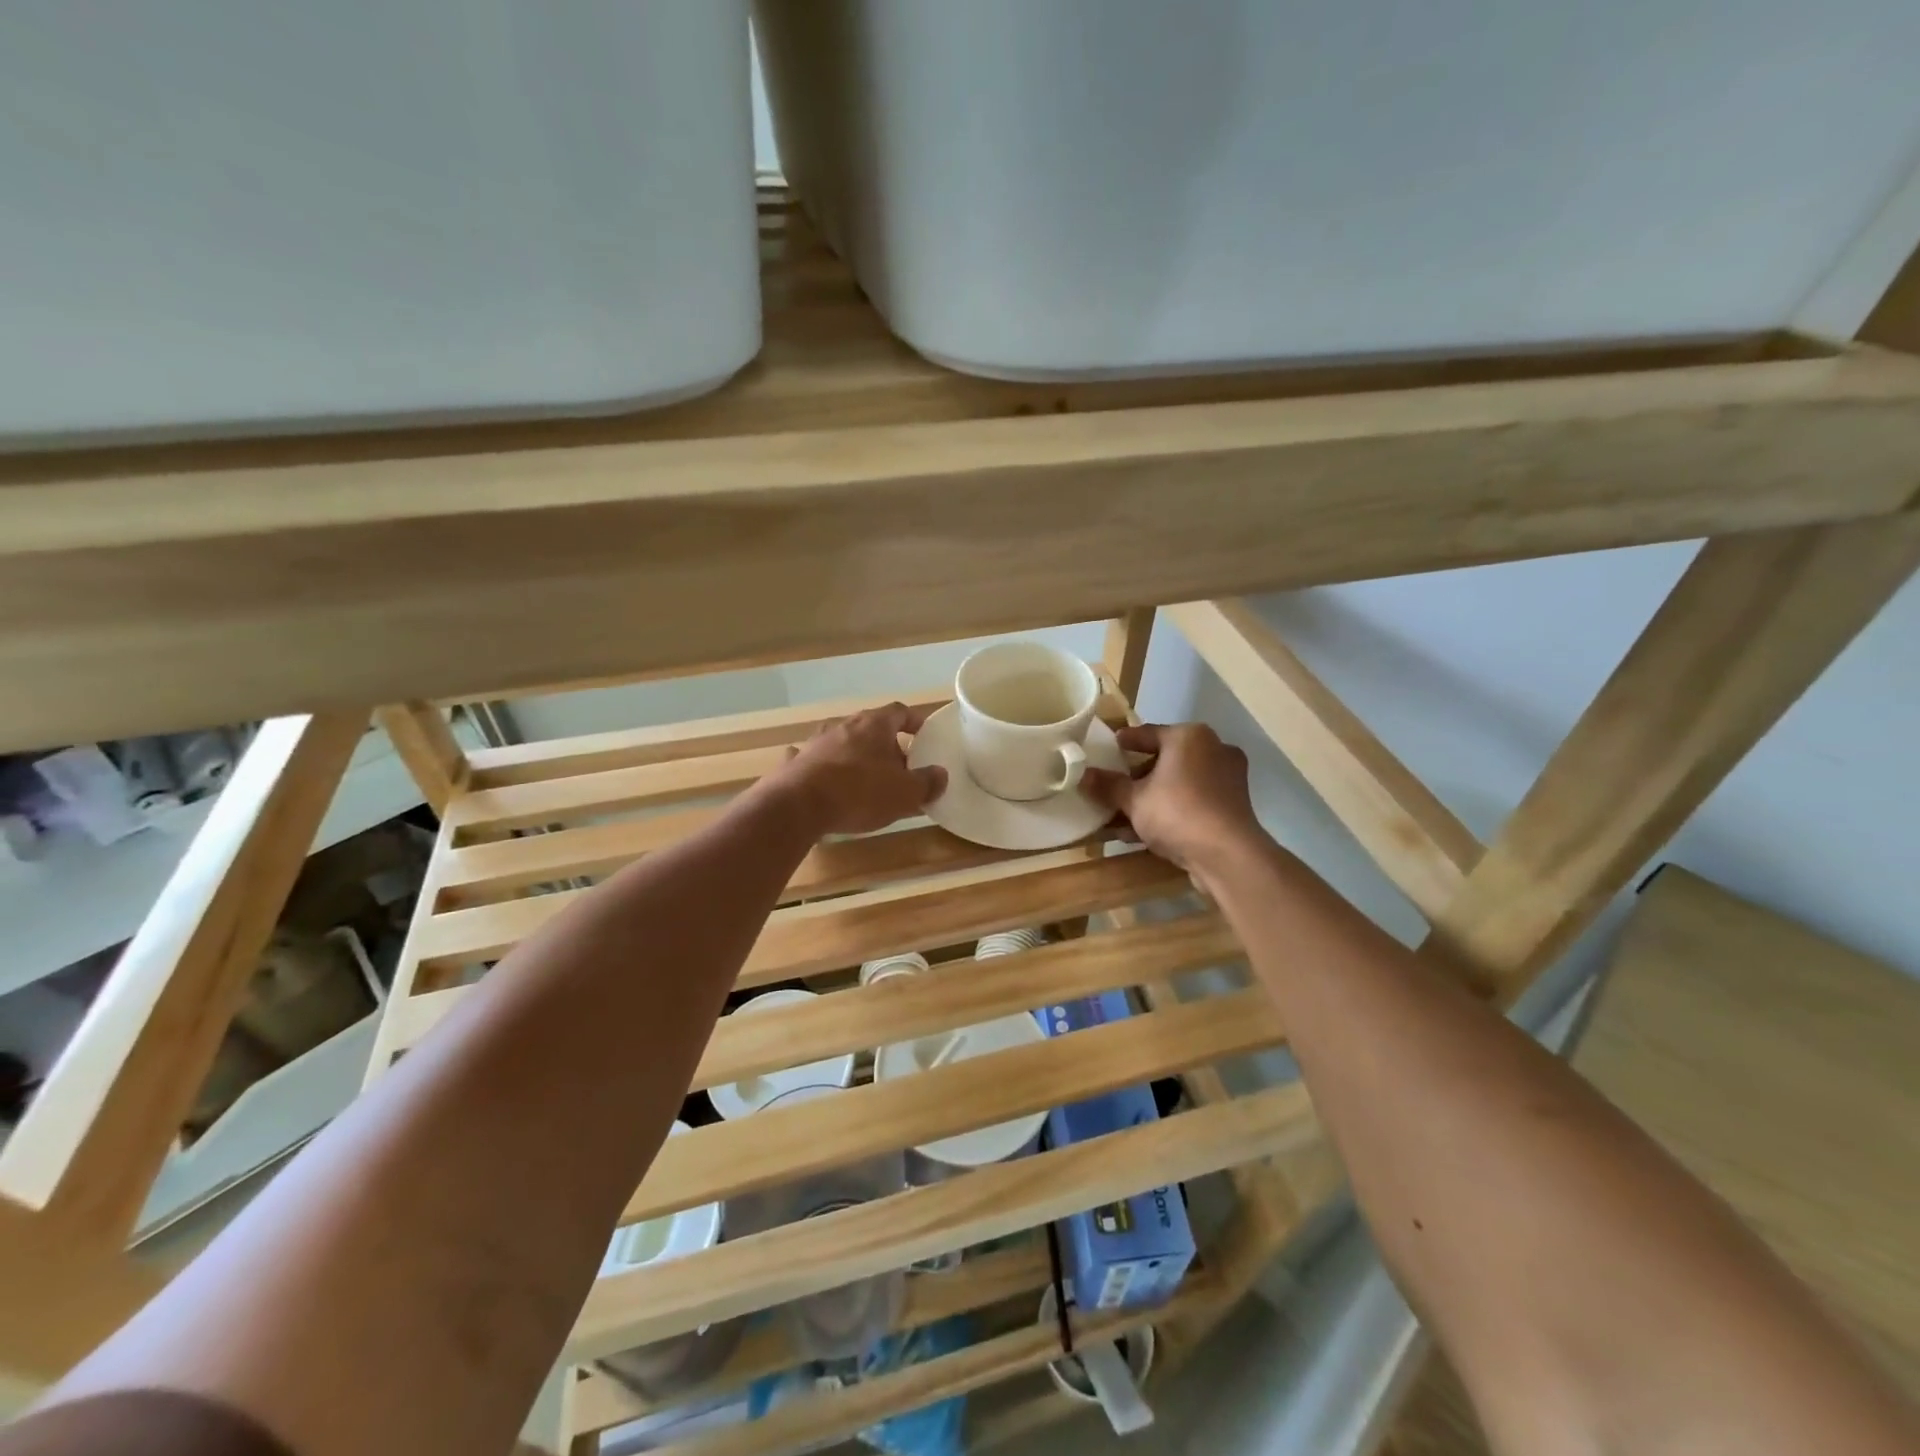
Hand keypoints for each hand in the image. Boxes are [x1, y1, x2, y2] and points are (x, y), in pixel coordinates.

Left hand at [771, 702, 947, 837]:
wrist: (799, 805)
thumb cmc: (860, 792)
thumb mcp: (905, 793)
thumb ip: (926, 783)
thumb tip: (940, 775)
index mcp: (875, 724)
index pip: (900, 711)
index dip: (914, 722)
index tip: (923, 734)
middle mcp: (845, 725)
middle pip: (871, 727)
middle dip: (887, 745)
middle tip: (899, 767)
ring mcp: (817, 742)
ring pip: (843, 742)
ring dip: (856, 755)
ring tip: (866, 778)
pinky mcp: (797, 762)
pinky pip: (815, 759)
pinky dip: (823, 766)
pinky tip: (825, 780)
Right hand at [1080, 724, 1264, 891]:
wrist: (1227, 855)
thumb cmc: (1177, 812)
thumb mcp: (1133, 799)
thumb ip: (1107, 786)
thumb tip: (1082, 775)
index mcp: (1189, 737)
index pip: (1147, 733)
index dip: (1124, 742)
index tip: (1108, 748)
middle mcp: (1213, 750)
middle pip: (1164, 759)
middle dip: (1136, 777)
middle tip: (1113, 788)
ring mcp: (1227, 778)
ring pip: (1178, 784)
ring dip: (1150, 799)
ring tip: (1121, 817)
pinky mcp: (1232, 806)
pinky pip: (1192, 801)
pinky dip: (1169, 811)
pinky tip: (1142, 833)